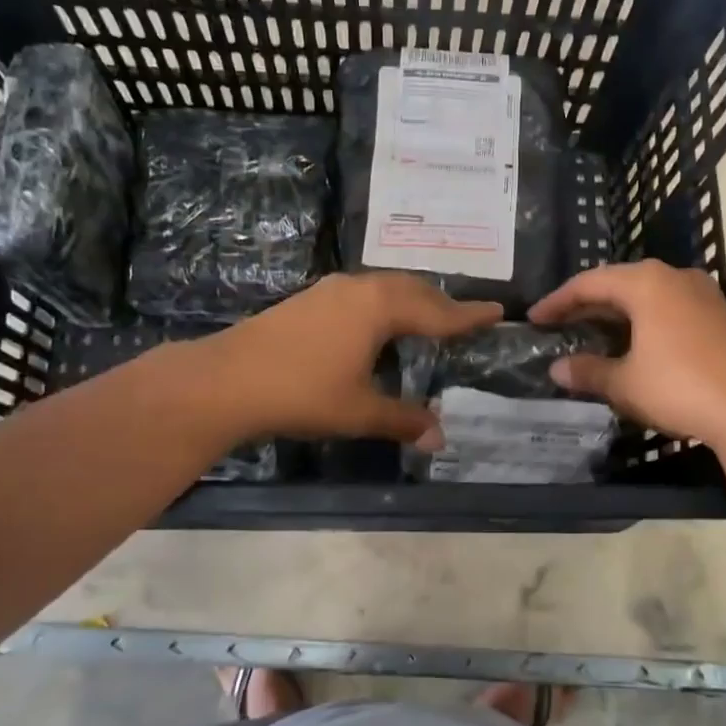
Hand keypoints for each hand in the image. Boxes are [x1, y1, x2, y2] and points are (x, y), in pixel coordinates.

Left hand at [200, 273, 501, 445]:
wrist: (227, 379)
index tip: (498, 311)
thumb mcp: (359, 411)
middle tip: (464, 319)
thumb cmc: (302, 392)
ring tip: (427, 319)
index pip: (437, 311)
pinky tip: (377, 325)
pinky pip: (363, 293)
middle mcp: (360, 288)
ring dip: (411, 301)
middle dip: (441, 304)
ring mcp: (331, 290)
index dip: (468, 315)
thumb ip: (403, 420)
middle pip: (413, 290)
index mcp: (380, 308)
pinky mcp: (310, 299)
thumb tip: (440, 438)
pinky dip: (385, 304)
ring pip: (385, 288)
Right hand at [529, 260, 725, 458]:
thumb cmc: (681, 386)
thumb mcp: (626, 383)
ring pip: (648, 298)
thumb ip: (588, 372)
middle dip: (588, 305)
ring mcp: (704, 296)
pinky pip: (671, 311)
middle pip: (620, 284)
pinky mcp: (723, 319)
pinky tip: (638, 348)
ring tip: (595, 335)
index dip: (558, 301)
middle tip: (561, 325)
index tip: (535, 319)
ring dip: (619, 315)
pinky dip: (645, 324)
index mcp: (645, 283)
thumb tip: (557, 369)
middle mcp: (675, 278)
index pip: (589, 283)